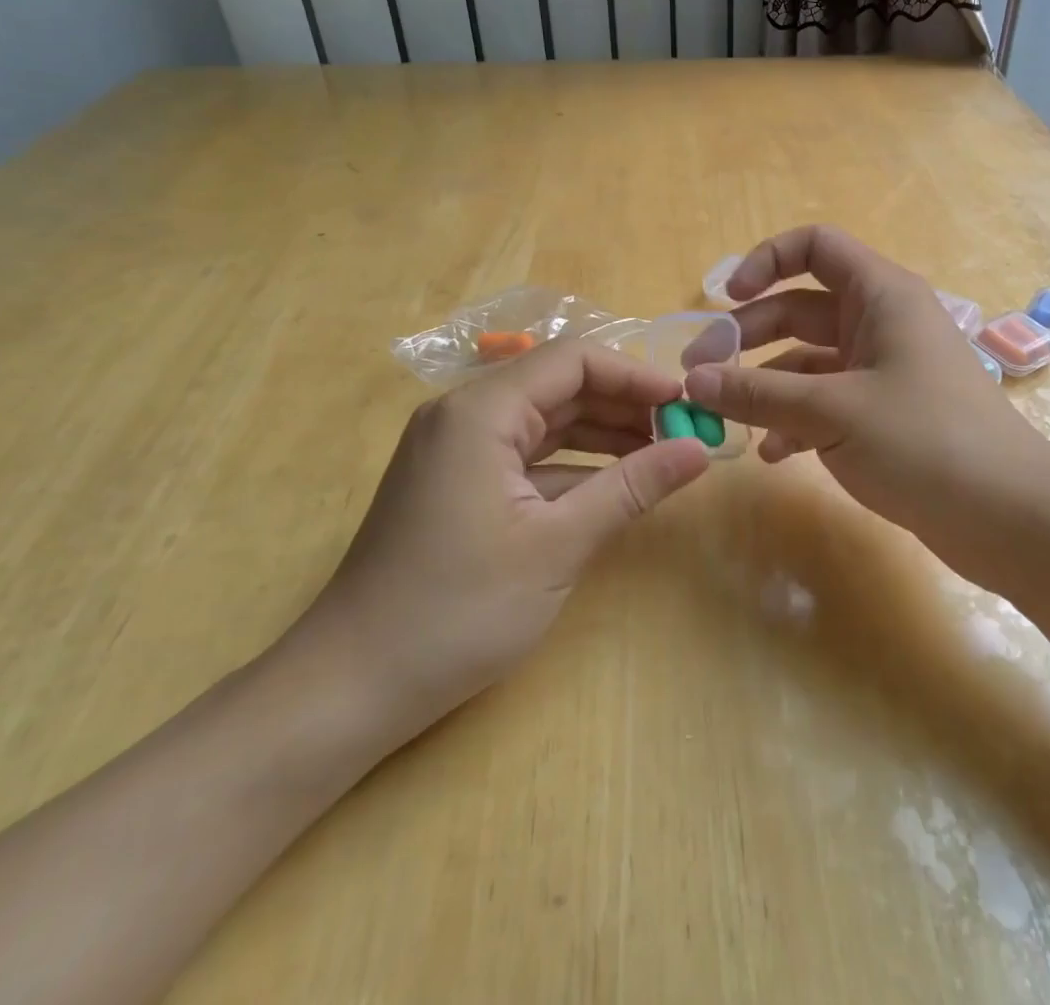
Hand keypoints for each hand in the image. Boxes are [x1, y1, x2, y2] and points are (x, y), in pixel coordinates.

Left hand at [291, 340, 710, 749]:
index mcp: (481, 411)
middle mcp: (465, 415)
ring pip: (547, 420)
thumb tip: (700, 450)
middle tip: (684, 431)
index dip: (636, 376)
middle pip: (560, 385)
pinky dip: (574, 464)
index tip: (687, 403)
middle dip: (625, 404)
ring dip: (605, 433)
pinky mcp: (459, 483)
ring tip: (663, 453)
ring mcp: (459, 449)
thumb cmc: (456, 611)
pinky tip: (617, 484)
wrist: (349, 688)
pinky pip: (528, 455)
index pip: (573, 361)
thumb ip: (632, 488)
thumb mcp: (558, 545)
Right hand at [683, 226, 1049, 583]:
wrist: (1009, 517)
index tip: (726, 299)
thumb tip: (693, 381)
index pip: (815, 247)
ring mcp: (884, 370)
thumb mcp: (832, 412)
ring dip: (766, 384)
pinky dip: (795, 420)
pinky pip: (827, 402)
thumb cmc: (925, 441)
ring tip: (723, 418)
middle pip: (799, 309)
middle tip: (699, 374)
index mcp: (880, 296)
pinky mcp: (885, 414)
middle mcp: (881, 323)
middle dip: (748, 336)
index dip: (766, 261)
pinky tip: (773, 455)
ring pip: (809, 361)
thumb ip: (758, 393)